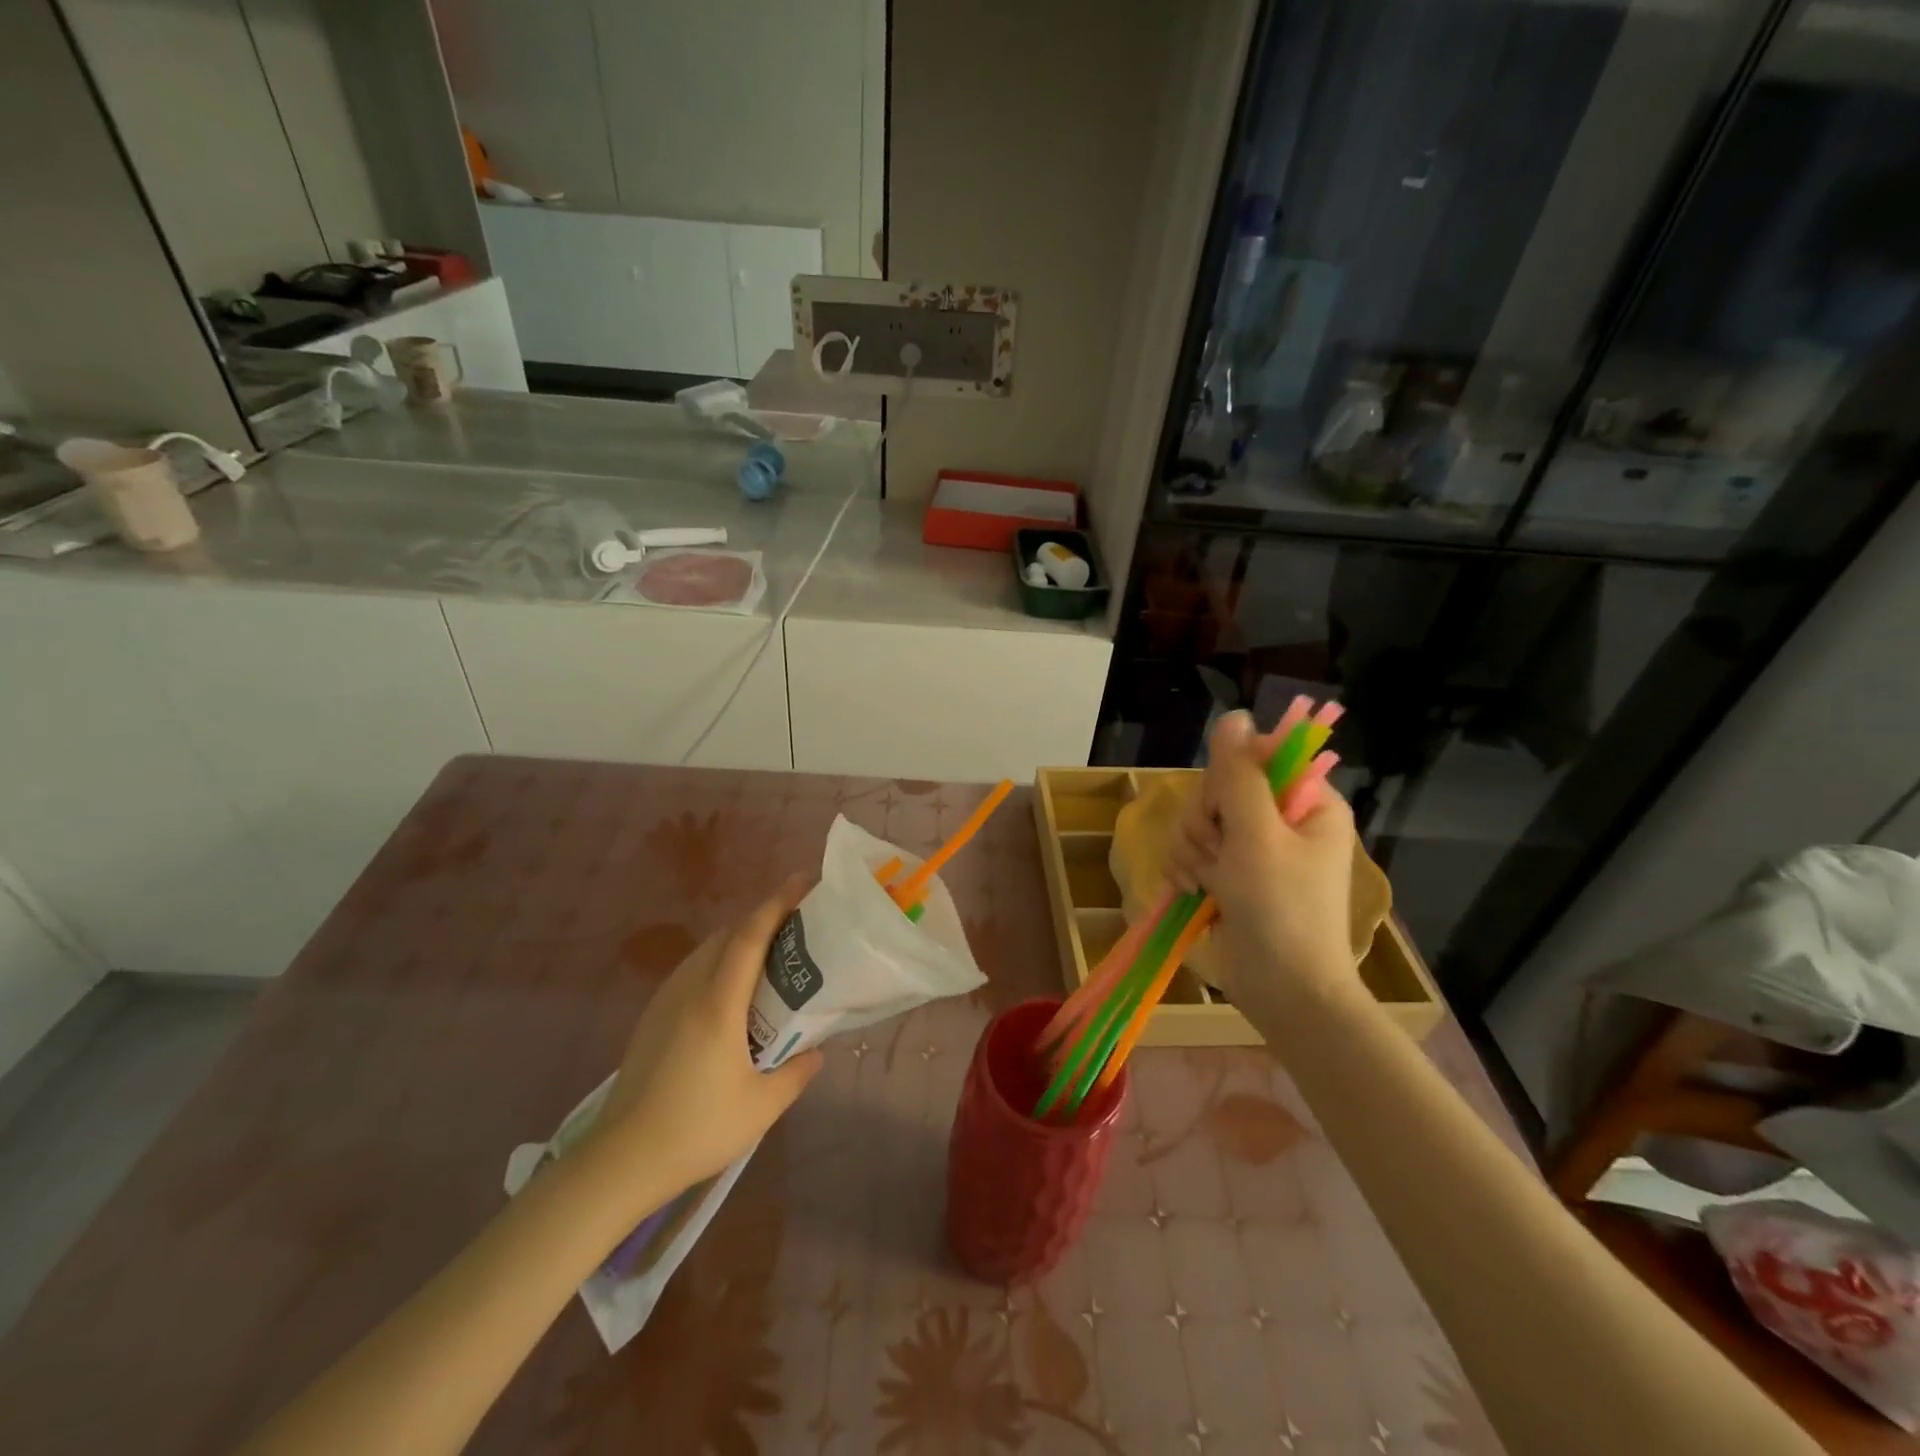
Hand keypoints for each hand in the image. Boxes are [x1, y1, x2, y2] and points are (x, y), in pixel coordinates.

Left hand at [578, 876, 823, 1211]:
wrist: (620, 1160)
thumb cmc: (696, 1129)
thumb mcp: (761, 1107)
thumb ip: (796, 1073)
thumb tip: (816, 1052)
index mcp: (717, 1003)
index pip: (750, 936)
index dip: (777, 903)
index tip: (803, 880)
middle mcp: (689, 989)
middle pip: (728, 934)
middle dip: (762, 918)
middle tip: (798, 923)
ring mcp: (665, 1001)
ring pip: (707, 950)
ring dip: (739, 939)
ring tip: (771, 955)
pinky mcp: (652, 1017)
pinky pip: (693, 970)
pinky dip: (719, 961)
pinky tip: (734, 993)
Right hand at [1165, 711, 1359, 1020]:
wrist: (1284, 992)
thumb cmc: (1282, 910)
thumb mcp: (1257, 835)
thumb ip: (1239, 775)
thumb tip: (1233, 716)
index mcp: (1307, 804)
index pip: (1258, 758)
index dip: (1230, 776)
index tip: (1226, 806)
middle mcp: (1281, 821)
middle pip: (1219, 790)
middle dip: (1205, 823)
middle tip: (1218, 854)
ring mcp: (1252, 851)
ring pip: (1198, 822)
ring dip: (1191, 851)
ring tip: (1206, 883)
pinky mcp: (1228, 876)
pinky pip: (1190, 851)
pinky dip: (1185, 870)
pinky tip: (1193, 892)